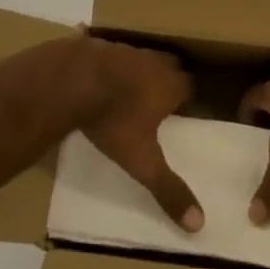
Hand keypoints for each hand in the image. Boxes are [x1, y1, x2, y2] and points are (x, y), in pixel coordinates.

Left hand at [70, 38, 203, 232]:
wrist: (70, 80)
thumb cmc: (112, 120)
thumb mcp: (141, 161)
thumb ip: (167, 189)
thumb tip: (198, 223)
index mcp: (170, 84)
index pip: (191, 87)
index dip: (188, 98)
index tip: (183, 112)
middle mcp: (153, 61)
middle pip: (170, 65)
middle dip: (168, 79)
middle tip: (159, 100)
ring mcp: (124, 49)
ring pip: (141, 57)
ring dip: (138, 70)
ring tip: (128, 90)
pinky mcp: (98, 44)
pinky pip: (110, 53)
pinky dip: (109, 64)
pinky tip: (97, 78)